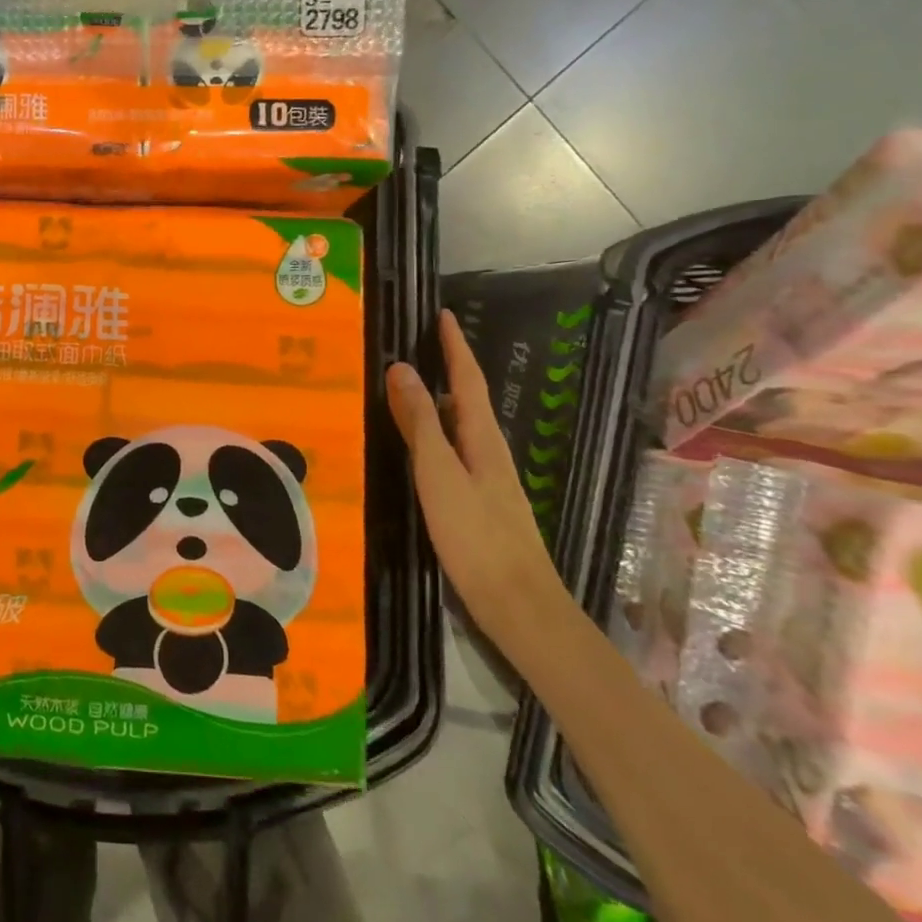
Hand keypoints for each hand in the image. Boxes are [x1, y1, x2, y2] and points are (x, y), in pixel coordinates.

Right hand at [386, 309, 563, 646]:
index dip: (455, 347)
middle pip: (466, 400)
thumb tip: (402, 370)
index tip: (442, 315)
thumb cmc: (476, 536)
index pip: (468, 380)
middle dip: (445, 368)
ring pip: (459, 427)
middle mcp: (489, 452)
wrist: (519, 606)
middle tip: (414, 345)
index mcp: (483, 439)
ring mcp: (487, 480)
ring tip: (404, 388)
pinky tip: (416, 448)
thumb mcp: (440, 474)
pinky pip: (453, 451)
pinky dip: (433, 434)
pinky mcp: (478, 502)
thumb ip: (421, 423)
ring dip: (436, 401)